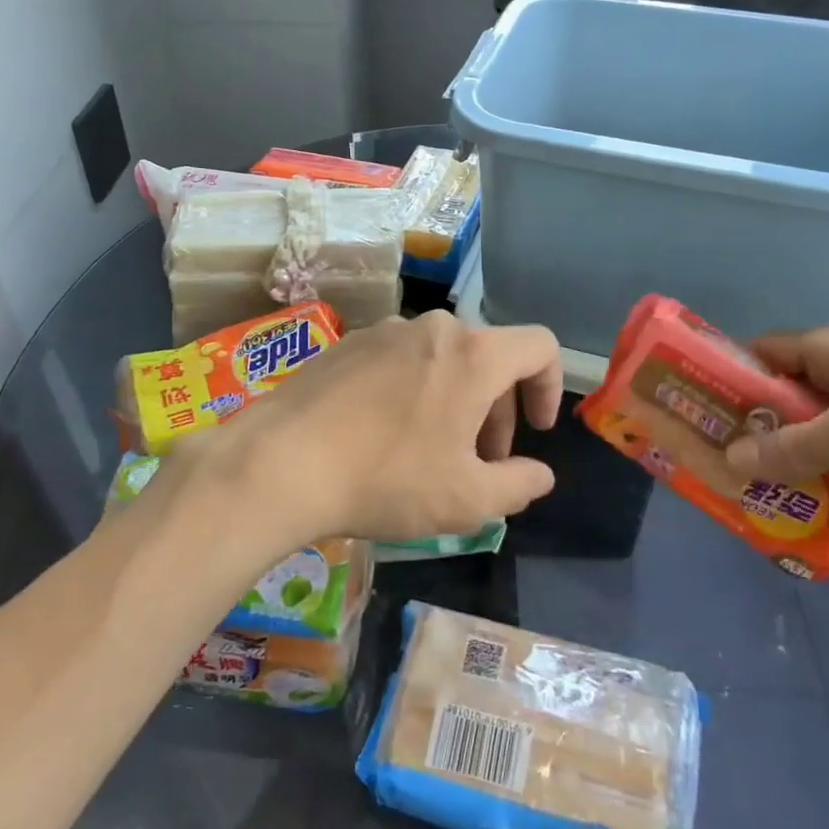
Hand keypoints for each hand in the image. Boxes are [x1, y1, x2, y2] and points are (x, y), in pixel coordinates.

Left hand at [199, 311, 563, 547]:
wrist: (280, 461)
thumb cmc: (386, 479)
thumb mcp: (467, 500)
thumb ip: (519, 485)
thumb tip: (539, 474)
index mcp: (472, 354)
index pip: (539, 346)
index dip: (549, 387)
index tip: (535, 432)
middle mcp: (432, 328)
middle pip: (488, 358)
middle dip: (496, 409)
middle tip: (479, 462)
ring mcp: (385, 330)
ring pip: (442, 360)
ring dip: (454, 402)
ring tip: (429, 454)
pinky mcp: (348, 343)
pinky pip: (400, 361)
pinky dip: (413, 391)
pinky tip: (382, 437)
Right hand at [721, 320, 828, 518]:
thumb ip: (789, 447)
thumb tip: (730, 459)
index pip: (763, 352)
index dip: (734, 383)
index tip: (713, 422)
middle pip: (791, 384)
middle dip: (766, 423)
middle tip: (742, 463)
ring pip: (825, 411)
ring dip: (804, 444)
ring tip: (782, 483)